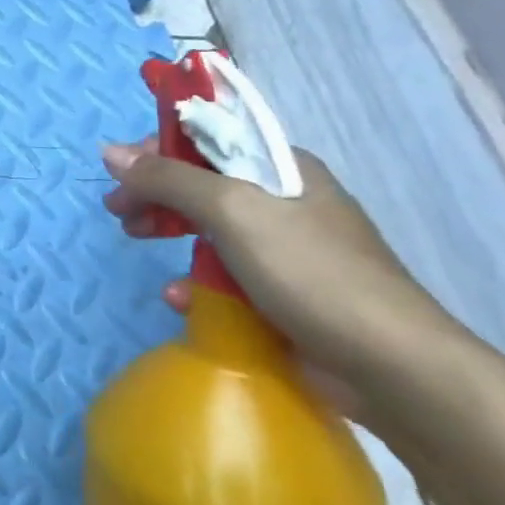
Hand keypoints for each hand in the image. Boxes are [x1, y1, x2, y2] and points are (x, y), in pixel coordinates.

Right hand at [101, 137, 461, 428]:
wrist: (393, 368)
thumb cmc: (310, 272)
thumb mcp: (231, 211)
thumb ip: (169, 178)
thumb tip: (111, 152)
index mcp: (282, 167)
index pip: (208, 136)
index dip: (158, 147)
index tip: (120, 169)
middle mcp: (284, 200)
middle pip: (202, 182)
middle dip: (155, 193)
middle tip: (119, 210)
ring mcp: (285, 249)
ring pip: (209, 228)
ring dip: (169, 232)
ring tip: (137, 242)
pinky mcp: (282, 293)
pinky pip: (225, 274)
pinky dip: (196, 281)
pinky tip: (180, 298)